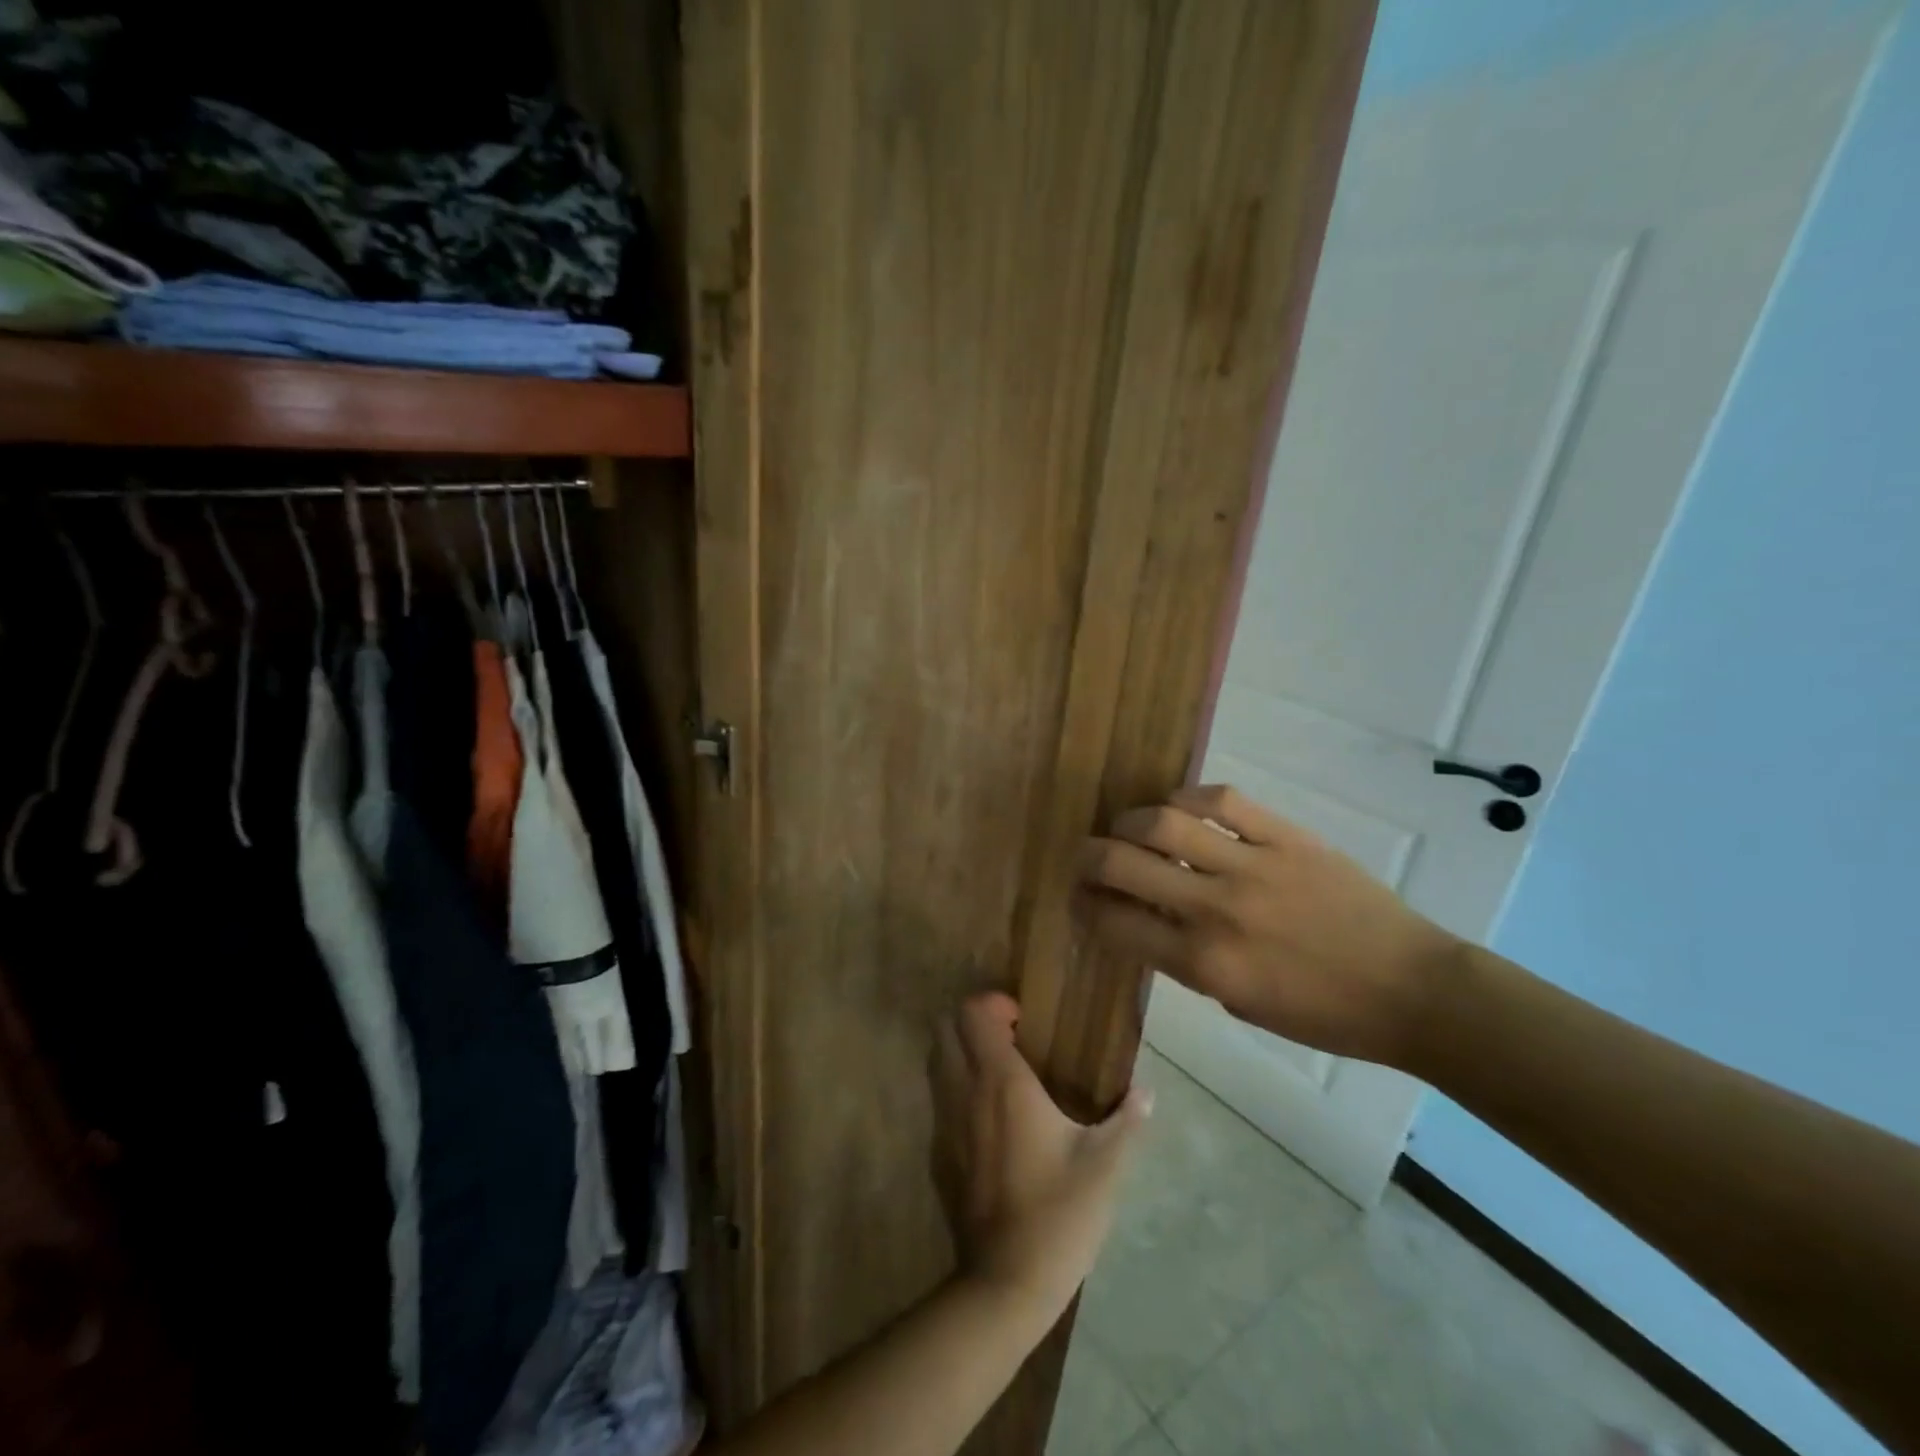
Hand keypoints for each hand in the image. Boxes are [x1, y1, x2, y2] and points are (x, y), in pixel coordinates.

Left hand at [932, 994, 1150, 1318]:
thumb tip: (1146, 1093)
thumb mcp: (1104, 1165)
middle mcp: (965, 1092)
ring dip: (962, 1055)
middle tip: (1011, 1039)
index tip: (1022, 1020)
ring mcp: (946, 1124)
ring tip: (1003, 1075)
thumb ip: (1126, 1121)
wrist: (1006, 1282)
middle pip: (946, 1030)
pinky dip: (958, 1093)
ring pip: (938, 1064)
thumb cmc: (1059, 1212)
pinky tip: (993, 1122)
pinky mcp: (940, 1155)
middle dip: (972, 1022)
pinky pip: (941, 1103)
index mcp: (1002, 1083)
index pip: (974, 1014)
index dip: (993, 1004)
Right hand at [1076, 784, 1460, 1066]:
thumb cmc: (1321, 1013)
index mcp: (1203, 963)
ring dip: (1129, 821)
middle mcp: (1216, 909)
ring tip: (1128, 827)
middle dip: (1088, 858)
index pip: (1115, 923)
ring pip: (1163, 821)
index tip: (1079, 898)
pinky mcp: (1286, 837)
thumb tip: (1142, 915)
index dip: (1084, 907)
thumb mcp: (1237, 1000)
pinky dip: (1188, 796)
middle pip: (1123, 863)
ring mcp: (1253, 865)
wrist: (1409, 990)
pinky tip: (1179, 806)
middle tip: (1087, 857)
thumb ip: (1182, 958)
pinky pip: (1222, 800)